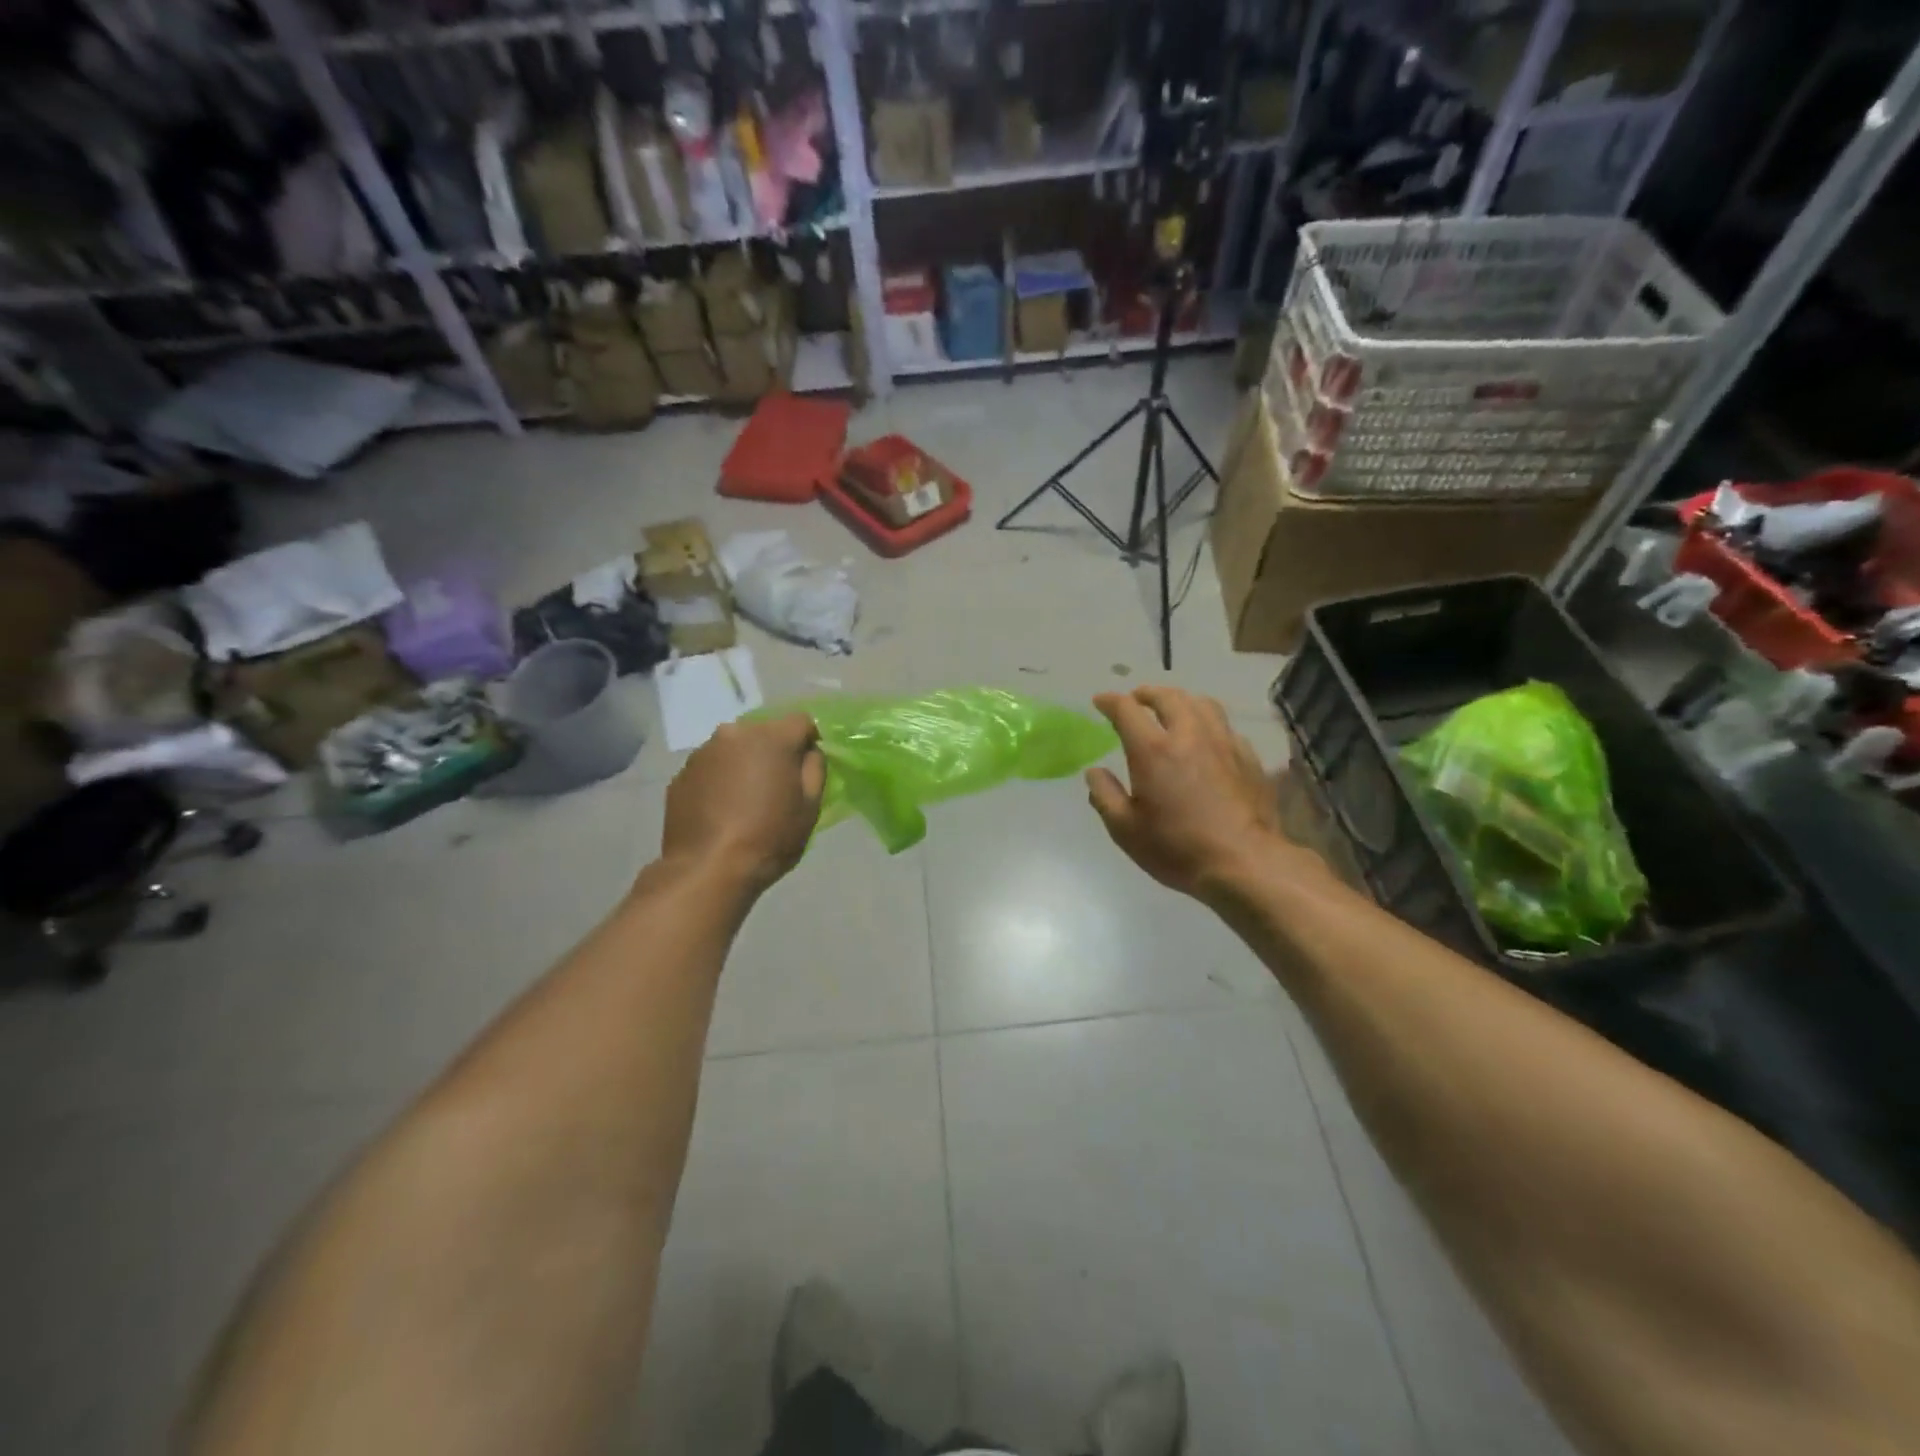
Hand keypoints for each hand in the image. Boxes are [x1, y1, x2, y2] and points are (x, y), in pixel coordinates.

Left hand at [661, 713, 825, 893]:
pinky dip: (719, 780)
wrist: (708, 869)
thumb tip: (808, 752)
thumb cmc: (769, 837)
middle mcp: (734, 734)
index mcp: (771, 738)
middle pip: (764, 732)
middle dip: (773, 751)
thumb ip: (815, 768)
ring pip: (734, 749)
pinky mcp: (681, 774)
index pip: (801, 721)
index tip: (806, 767)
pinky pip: (711, 768)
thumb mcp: (810, 806)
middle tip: (775, 785)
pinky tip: (721, 810)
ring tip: (744, 800)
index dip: (809, 741)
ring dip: (744, 764)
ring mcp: (703, 753)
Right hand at [1086, 686, 1298, 903]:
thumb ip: (1105, 795)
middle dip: (1147, 693)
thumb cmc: (1177, 848)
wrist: (1244, 862)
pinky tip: (1206, 739)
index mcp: (1153, 750)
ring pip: (1202, 704)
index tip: (1100, 701)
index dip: (1110, 702)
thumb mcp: (1126, 830)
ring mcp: (1224, 743)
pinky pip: (1225, 727)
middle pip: (1168, 697)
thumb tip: (1094, 772)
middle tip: (1136, 699)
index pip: (1126, 710)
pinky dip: (1208, 723)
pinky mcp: (1248, 757)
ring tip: (1172, 709)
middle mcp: (1189, 735)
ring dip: (1181, 701)